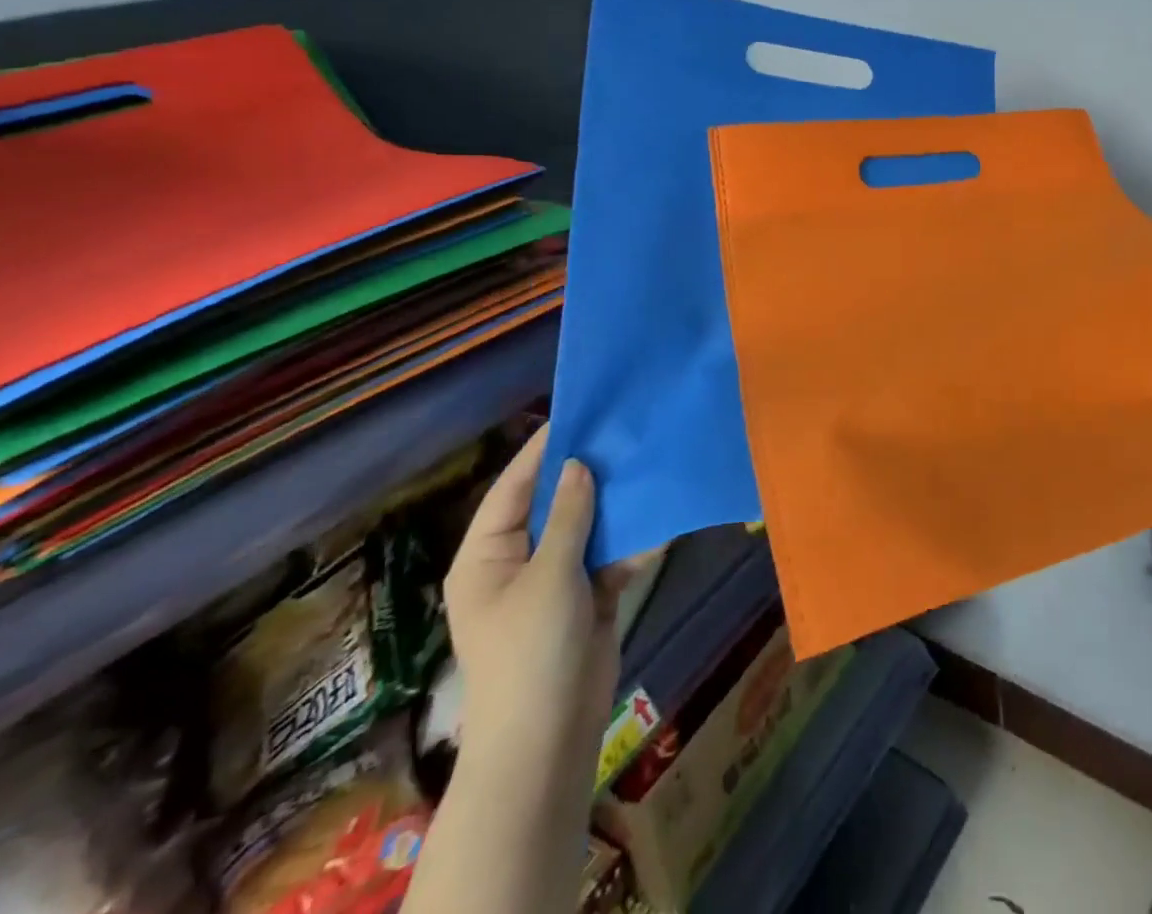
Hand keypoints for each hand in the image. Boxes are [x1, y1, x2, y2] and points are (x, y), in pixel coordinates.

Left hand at [442, 427, 630, 764]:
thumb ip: (569, 516)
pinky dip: (633, 540)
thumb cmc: (531, 652)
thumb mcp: (549, 576)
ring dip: (617, 503)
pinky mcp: (588, 597)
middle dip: (589, 473)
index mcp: (488, 555)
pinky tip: (662, 514)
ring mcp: (555, 580)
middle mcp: (519, 561)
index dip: (543, 450)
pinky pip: (611, 556)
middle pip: (555, 504)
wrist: (548, 739)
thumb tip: (579, 463)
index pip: (515, 487)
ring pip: (588, 527)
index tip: (578, 412)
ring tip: (649, 459)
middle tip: (625, 430)